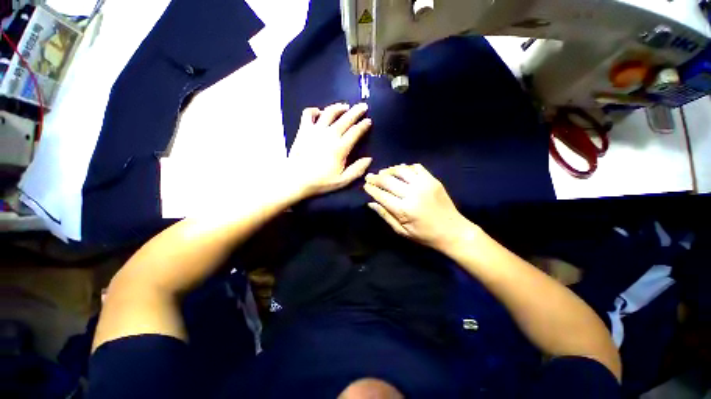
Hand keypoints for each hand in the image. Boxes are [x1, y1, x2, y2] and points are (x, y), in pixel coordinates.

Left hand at [287, 103, 372, 198]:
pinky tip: (319, 113)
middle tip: (363, 106)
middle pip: (345, 119)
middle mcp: (329, 135)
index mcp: (340, 148)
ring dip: (339, 107)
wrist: (295, 180)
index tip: (368, 120)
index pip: (355, 132)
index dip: (363, 125)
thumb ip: (357, 170)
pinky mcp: (303, 130)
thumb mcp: (342, 181)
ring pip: (329, 112)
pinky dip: (314, 110)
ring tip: (345, 106)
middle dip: (356, 111)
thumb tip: (369, 159)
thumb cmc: (320, 182)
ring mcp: (315, 130)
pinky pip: (308, 114)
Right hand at [364, 164, 473, 249]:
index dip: (371, 189)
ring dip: (389, 170)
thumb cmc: (425, 235)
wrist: (453, 231)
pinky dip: (406, 167)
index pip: (381, 195)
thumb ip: (386, 216)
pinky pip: (416, 167)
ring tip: (383, 173)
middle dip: (376, 178)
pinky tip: (401, 171)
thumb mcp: (402, 231)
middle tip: (369, 177)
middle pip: (388, 180)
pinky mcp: (433, 180)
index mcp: (404, 209)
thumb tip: (371, 203)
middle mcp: (412, 193)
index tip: (365, 185)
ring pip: (401, 170)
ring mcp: (424, 184)